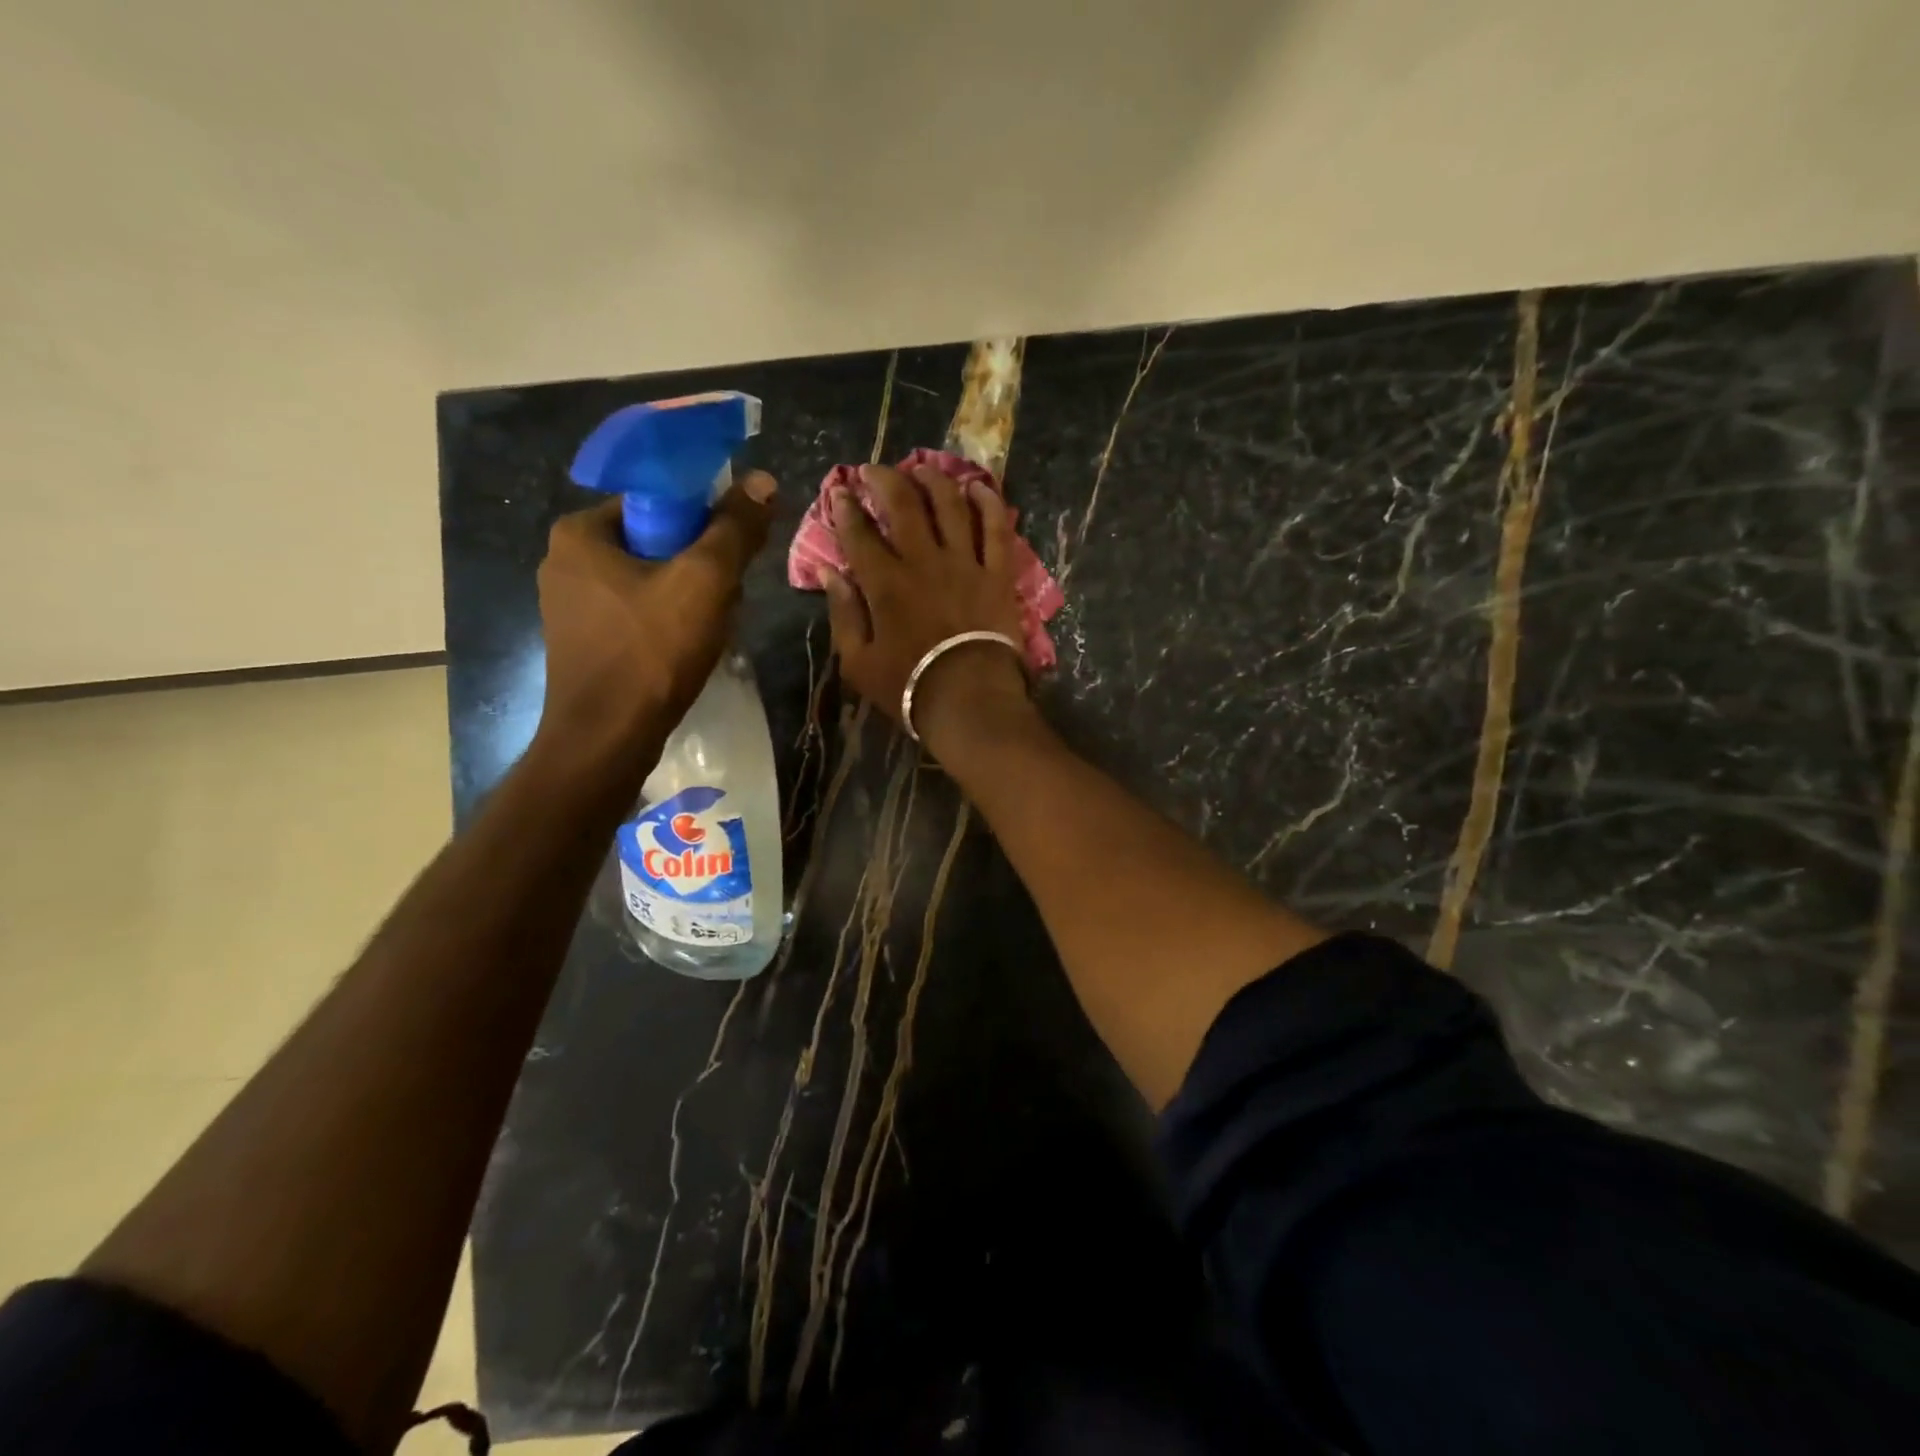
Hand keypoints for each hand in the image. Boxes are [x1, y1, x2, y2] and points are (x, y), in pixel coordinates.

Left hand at [535, 473, 774, 760]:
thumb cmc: (652, 651)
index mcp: (579, 532)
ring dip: (689, 598)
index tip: (730, 553)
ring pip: (650, 582)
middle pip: (656, 542)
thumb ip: (734, 528)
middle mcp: (565, 561)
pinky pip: (637, 614)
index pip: (656, 500)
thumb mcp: (705, 581)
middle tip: (727, 597)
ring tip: (712, 628)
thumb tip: (762, 480)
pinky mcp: (583, 642)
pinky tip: (687, 649)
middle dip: (699, 567)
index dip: (703, 520)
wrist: (608, 739)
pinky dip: (667, 624)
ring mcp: (570, 606)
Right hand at [820, 462, 1031, 751]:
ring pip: (950, 506)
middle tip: (873, 469)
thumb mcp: (858, 661)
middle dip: (884, 479)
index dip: (845, 508)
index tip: (838, 491)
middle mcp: (923, 560)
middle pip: (903, 505)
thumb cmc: (909, 686)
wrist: (970, 701)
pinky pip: (996, 529)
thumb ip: (843, 613)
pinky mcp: (997, 574)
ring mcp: (965, 563)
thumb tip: (828, 571)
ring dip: (934, 480)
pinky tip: (978, 487)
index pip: (859, 533)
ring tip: (922, 467)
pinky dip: (988, 504)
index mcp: (885, 583)